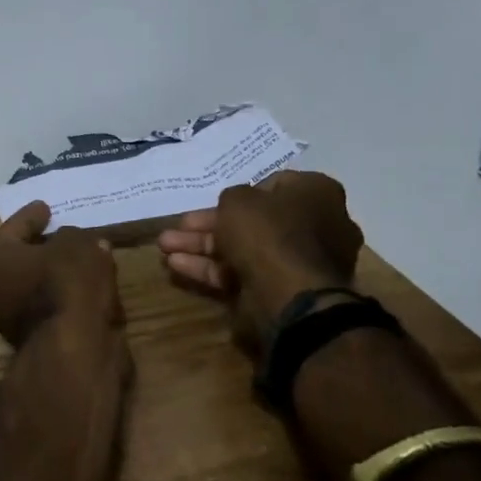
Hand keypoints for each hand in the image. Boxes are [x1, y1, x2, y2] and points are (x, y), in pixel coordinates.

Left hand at [0, 202, 123, 347]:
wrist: (73, 352)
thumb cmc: (65, 284)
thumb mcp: (77, 244)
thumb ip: (73, 238)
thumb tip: (75, 245)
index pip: (14, 227)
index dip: (31, 215)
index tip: (44, 207)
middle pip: (19, 260)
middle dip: (40, 248)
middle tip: (63, 235)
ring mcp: (9, 321)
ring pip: (34, 287)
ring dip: (54, 276)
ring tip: (82, 263)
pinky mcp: (33, 343)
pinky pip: (49, 308)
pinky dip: (65, 298)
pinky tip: (87, 290)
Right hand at [156, 172, 363, 353]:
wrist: (289, 295)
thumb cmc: (268, 232)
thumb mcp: (238, 199)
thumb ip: (232, 196)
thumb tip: (237, 207)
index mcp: (316, 195)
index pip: (275, 185)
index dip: (241, 191)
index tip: (216, 198)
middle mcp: (314, 226)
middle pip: (252, 220)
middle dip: (208, 223)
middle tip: (179, 225)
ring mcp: (296, 261)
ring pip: (241, 248)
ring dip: (201, 246)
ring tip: (164, 245)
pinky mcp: (279, 289)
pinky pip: (241, 272)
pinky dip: (210, 268)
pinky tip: (176, 265)